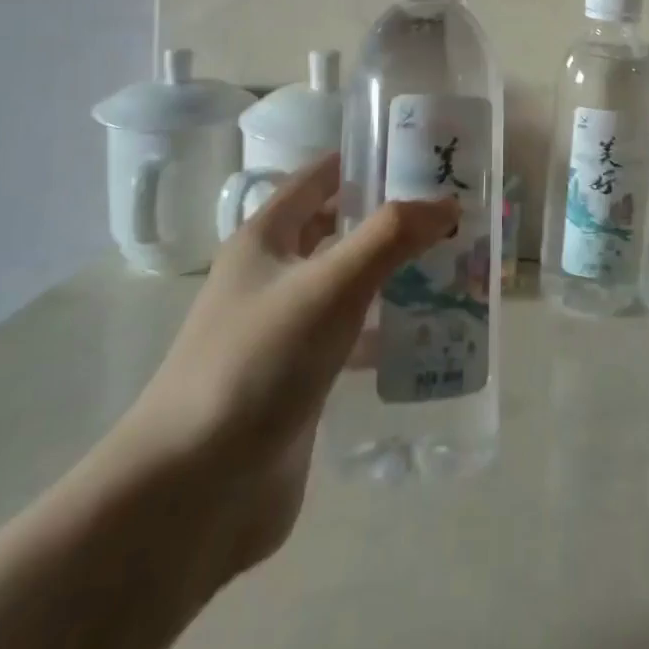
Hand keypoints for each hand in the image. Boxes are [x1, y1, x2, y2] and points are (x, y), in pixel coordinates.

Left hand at [106, 154, 456, 583]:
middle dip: (389, 219)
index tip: (421, 155)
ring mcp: (284, 330)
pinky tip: (428, 333)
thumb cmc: (256, 364)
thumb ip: (389, 237)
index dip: (364, 161)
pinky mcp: (300, 380)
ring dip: (393, 273)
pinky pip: (351, 337)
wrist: (194, 493)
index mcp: (266, 239)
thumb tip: (446, 203)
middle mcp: (272, 276)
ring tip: (454, 266)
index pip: (319, 178)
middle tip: (452, 213)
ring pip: (348, 284)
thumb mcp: (328, 286)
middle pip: (337, 230)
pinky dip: (385, 328)